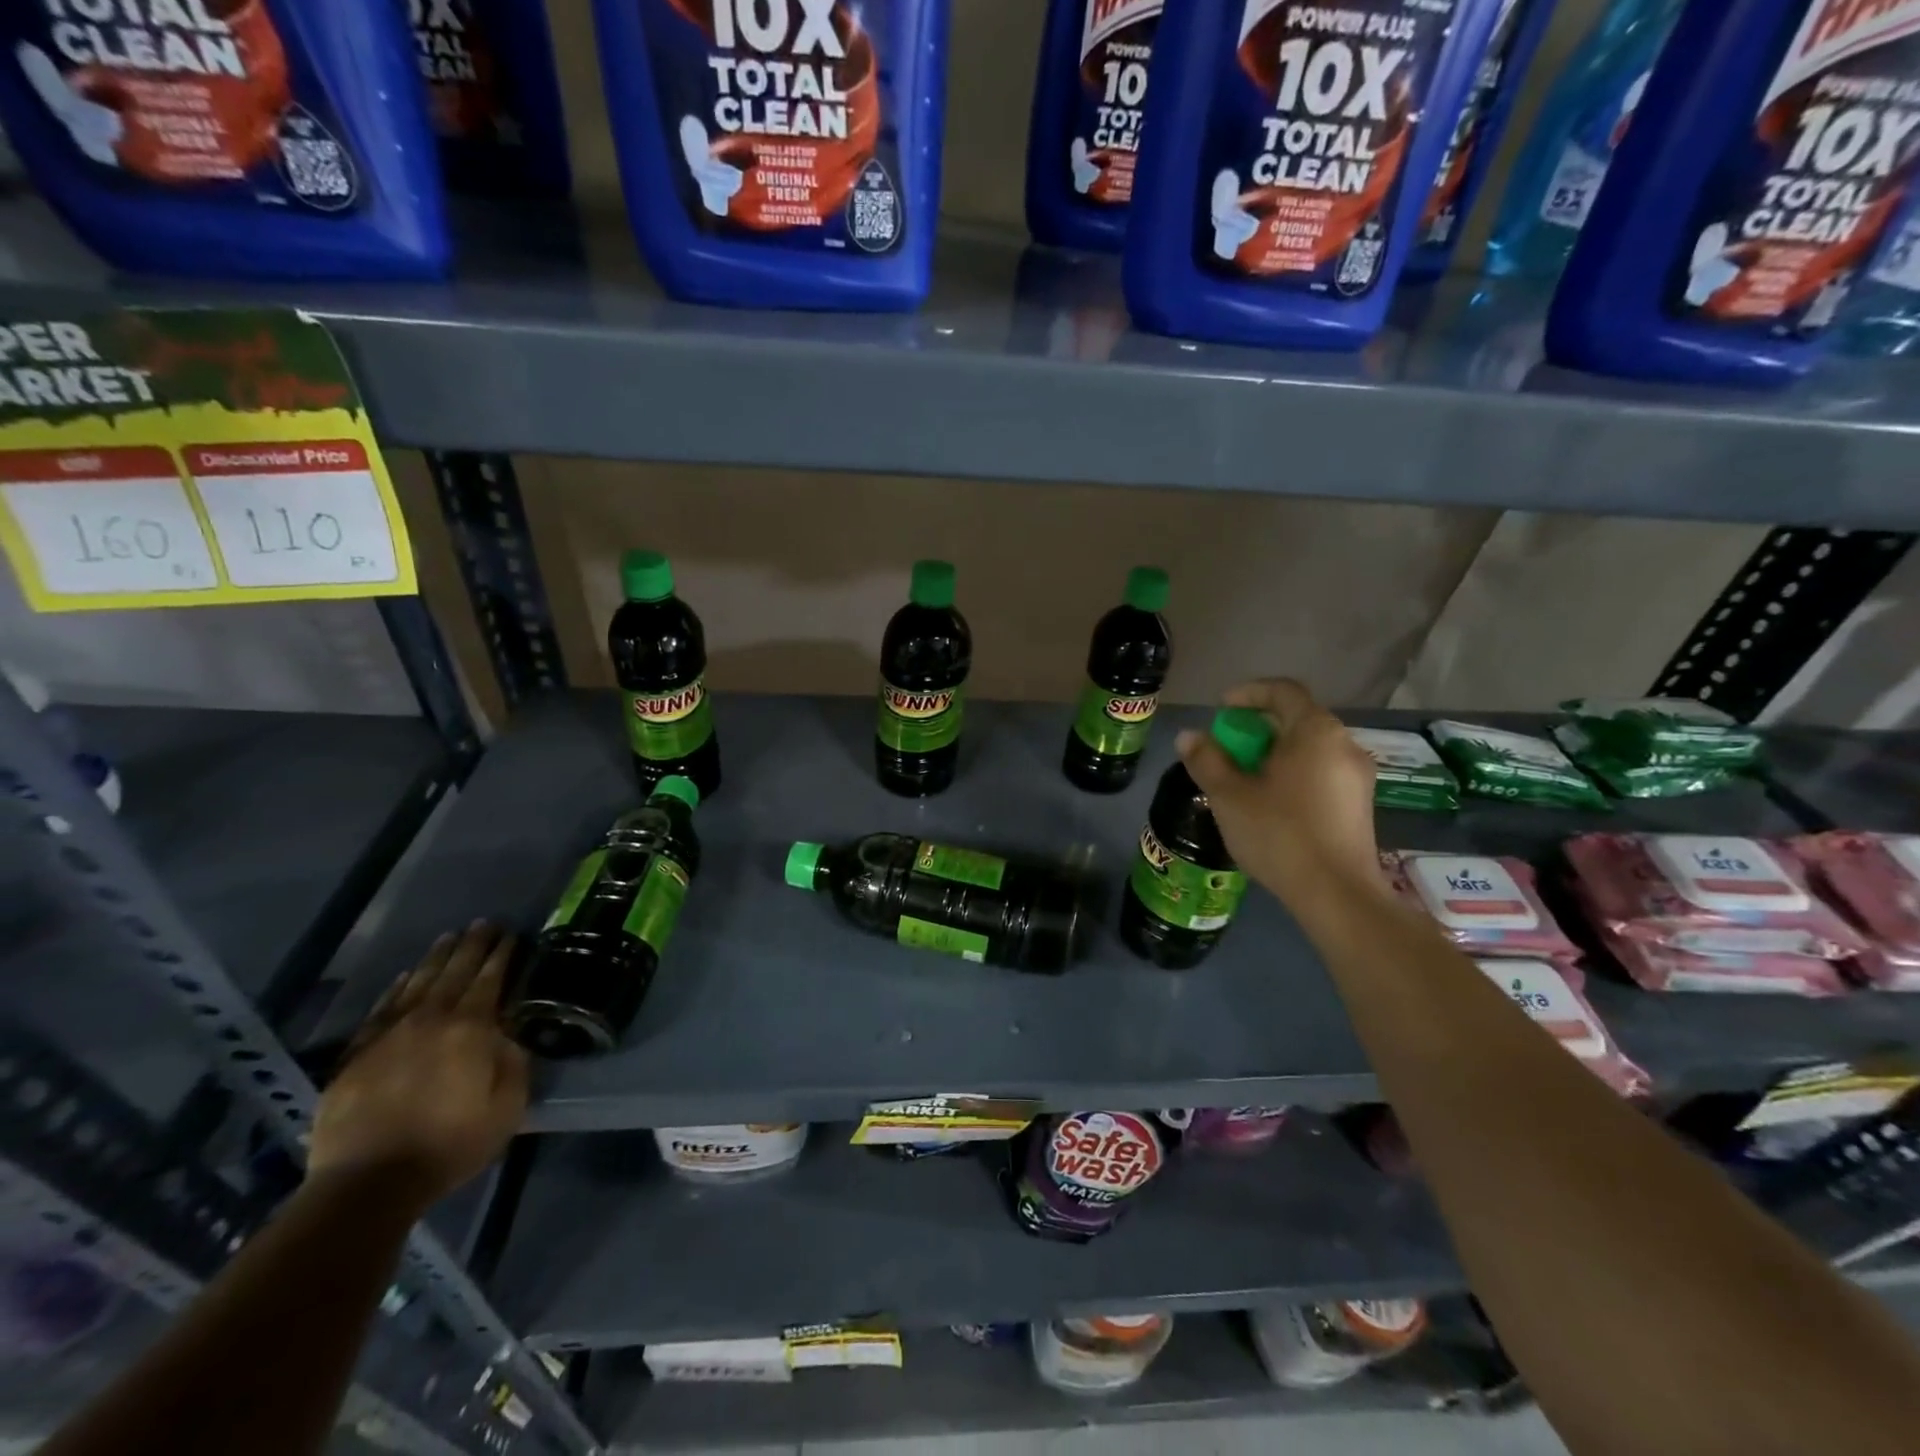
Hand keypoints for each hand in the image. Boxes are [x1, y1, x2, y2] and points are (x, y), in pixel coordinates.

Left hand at [309, 924, 529, 1208]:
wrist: (367, 1183)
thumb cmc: (450, 1144)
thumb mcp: (507, 1106)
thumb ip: (513, 1062)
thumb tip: (508, 1036)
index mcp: (471, 1029)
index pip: (490, 979)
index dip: (502, 955)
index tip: (511, 934)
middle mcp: (430, 1019)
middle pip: (454, 972)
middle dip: (472, 946)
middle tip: (484, 923)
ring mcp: (389, 1035)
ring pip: (418, 983)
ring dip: (436, 958)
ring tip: (449, 938)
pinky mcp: (357, 1055)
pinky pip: (382, 1009)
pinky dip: (397, 988)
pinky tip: (406, 976)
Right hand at [1175, 678, 1382, 907]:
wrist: (1337, 895)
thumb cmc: (1280, 834)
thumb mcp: (1230, 796)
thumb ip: (1207, 761)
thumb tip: (1189, 737)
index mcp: (1315, 731)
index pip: (1283, 691)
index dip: (1248, 693)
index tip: (1221, 711)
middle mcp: (1344, 744)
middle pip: (1296, 720)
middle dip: (1257, 730)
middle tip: (1227, 751)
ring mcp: (1357, 776)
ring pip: (1308, 750)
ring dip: (1274, 755)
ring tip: (1244, 782)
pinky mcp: (1360, 805)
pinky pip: (1320, 773)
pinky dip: (1292, 775)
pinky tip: (1271, 806)